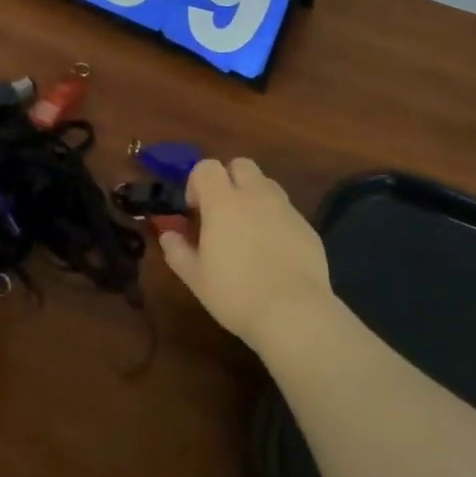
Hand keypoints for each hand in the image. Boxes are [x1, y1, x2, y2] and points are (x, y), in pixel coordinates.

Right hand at [158, 158, 334, 351]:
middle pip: (241, 165)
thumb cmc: (235, 293)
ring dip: (253, 196)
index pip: (206, 167)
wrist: (293, 312)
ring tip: (248, 230)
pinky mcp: (307, 225)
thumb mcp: (196, 277)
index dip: (196, 182)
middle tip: (221, 213)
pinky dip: (274, 219)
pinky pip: (285, 209)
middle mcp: (255, 195)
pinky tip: (272, 250)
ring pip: (266, 184)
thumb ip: (177, 250)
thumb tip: (168, 235)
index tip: (195, 210)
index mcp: (223, 202)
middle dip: (228, 180)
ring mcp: (285, 208)